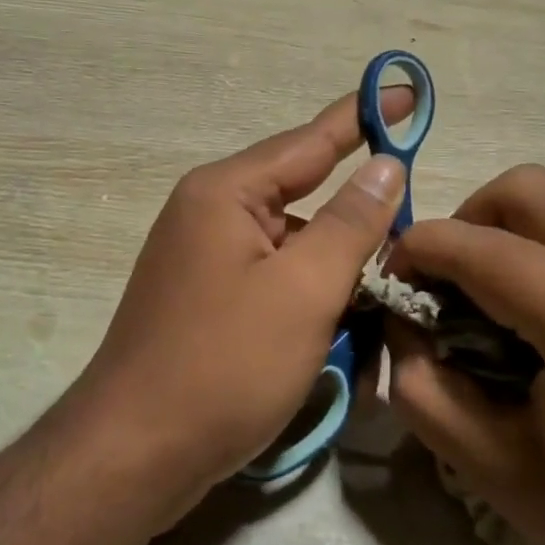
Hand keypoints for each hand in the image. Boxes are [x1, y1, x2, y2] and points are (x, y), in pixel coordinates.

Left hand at [67, 91, 407, 523]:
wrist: (134, 453)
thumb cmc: (224, 365)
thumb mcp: (304, 290)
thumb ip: (351, 222)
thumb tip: (386, 164)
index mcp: (226, 193)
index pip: (310, 140)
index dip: (364, 117)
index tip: (410, 91)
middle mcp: (209, 213)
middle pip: (303, 197)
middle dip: (357, 219)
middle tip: (409, 239)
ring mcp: (203, 259)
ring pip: (292, 246)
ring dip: (335, 271)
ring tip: (378, 302)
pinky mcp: (205, 300)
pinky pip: (272, 280)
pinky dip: (308, 298)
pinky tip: (336, 331)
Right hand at [387, 165, 544, 544]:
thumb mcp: (497, 474)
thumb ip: (423, 386)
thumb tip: (402, 323)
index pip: (475, 246)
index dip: (415, 252)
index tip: (391, 284)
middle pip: (526, 189)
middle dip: (465, 223)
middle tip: (446, 286)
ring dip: (512, 238)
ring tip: (497, 308)